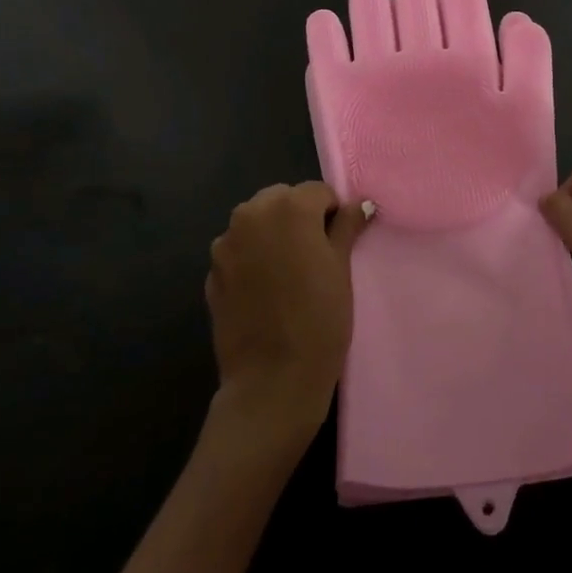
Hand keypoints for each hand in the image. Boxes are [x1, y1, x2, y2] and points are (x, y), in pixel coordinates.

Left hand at [207, 182, 372, 443]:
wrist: (272, 380)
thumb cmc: (319, 319)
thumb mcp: (342, 268)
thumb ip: (347, 226)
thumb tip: (360, 204)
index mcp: (289, 207)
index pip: (318, 192)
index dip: (333, 214)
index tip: (339, 243)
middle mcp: (251, 214)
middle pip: (281, 200)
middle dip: (298, 218)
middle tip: (315, 256)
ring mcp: (225, 244)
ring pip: (256, 222)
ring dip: (272, 234)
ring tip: (288, 273)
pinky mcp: (212, 272)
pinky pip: (238, 251)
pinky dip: (252, 258)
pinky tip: (266, 291)